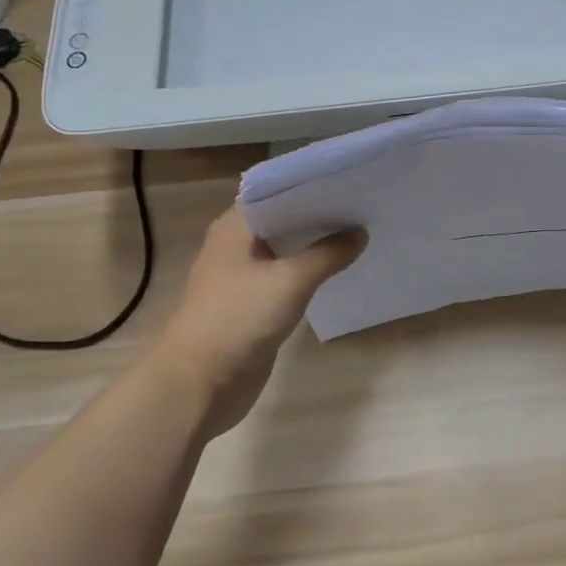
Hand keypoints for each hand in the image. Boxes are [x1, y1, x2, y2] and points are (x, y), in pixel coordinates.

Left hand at [155, 207, 364, 439]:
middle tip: (365, 205)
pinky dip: (312, 273)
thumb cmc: (238, 318)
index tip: (351, 181)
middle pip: (285, 220)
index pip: (278, 191)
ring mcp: (246, 276)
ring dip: (318, 245)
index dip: (313, 186)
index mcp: (236, 227)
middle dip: (321, 215)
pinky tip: (341, 270)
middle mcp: (238, 245)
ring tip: (362, 233)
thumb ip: (328, 254)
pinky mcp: (255, 305)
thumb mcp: (290, 280)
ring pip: (289, 251)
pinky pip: (289, 279)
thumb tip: (361, 232)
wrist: (199, 384)